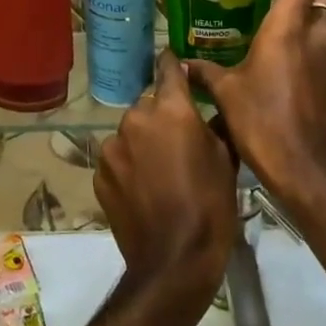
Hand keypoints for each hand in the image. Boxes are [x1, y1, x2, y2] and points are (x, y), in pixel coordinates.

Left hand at [95, 50, 237, 302]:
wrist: (173, 262)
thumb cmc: (210, 206)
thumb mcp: (225, 159)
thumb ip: (214, 122)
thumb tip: (210, 105)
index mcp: (171, 109)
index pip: (168, 68)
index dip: (173, 63)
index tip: (176, 62)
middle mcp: (136, 118)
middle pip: (149, 103)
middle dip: (162, 114)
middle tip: (179, 138)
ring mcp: (112, 146)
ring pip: (131, 131)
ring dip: (143, 139)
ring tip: (161, 168)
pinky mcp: (99, 173)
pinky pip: (117, 157)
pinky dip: (128, 163)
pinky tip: (143, 187)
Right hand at [187, 0, 325, 212]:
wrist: (308, 170)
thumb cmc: (263, 122)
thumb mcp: (226, 94)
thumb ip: (204, 72)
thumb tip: (179, 62)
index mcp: (288, 29)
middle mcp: (313, 38)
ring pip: (325, 25)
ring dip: (309, 15)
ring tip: (277, 20)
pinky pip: (322, 52)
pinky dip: (308, 44)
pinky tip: (283, 61)